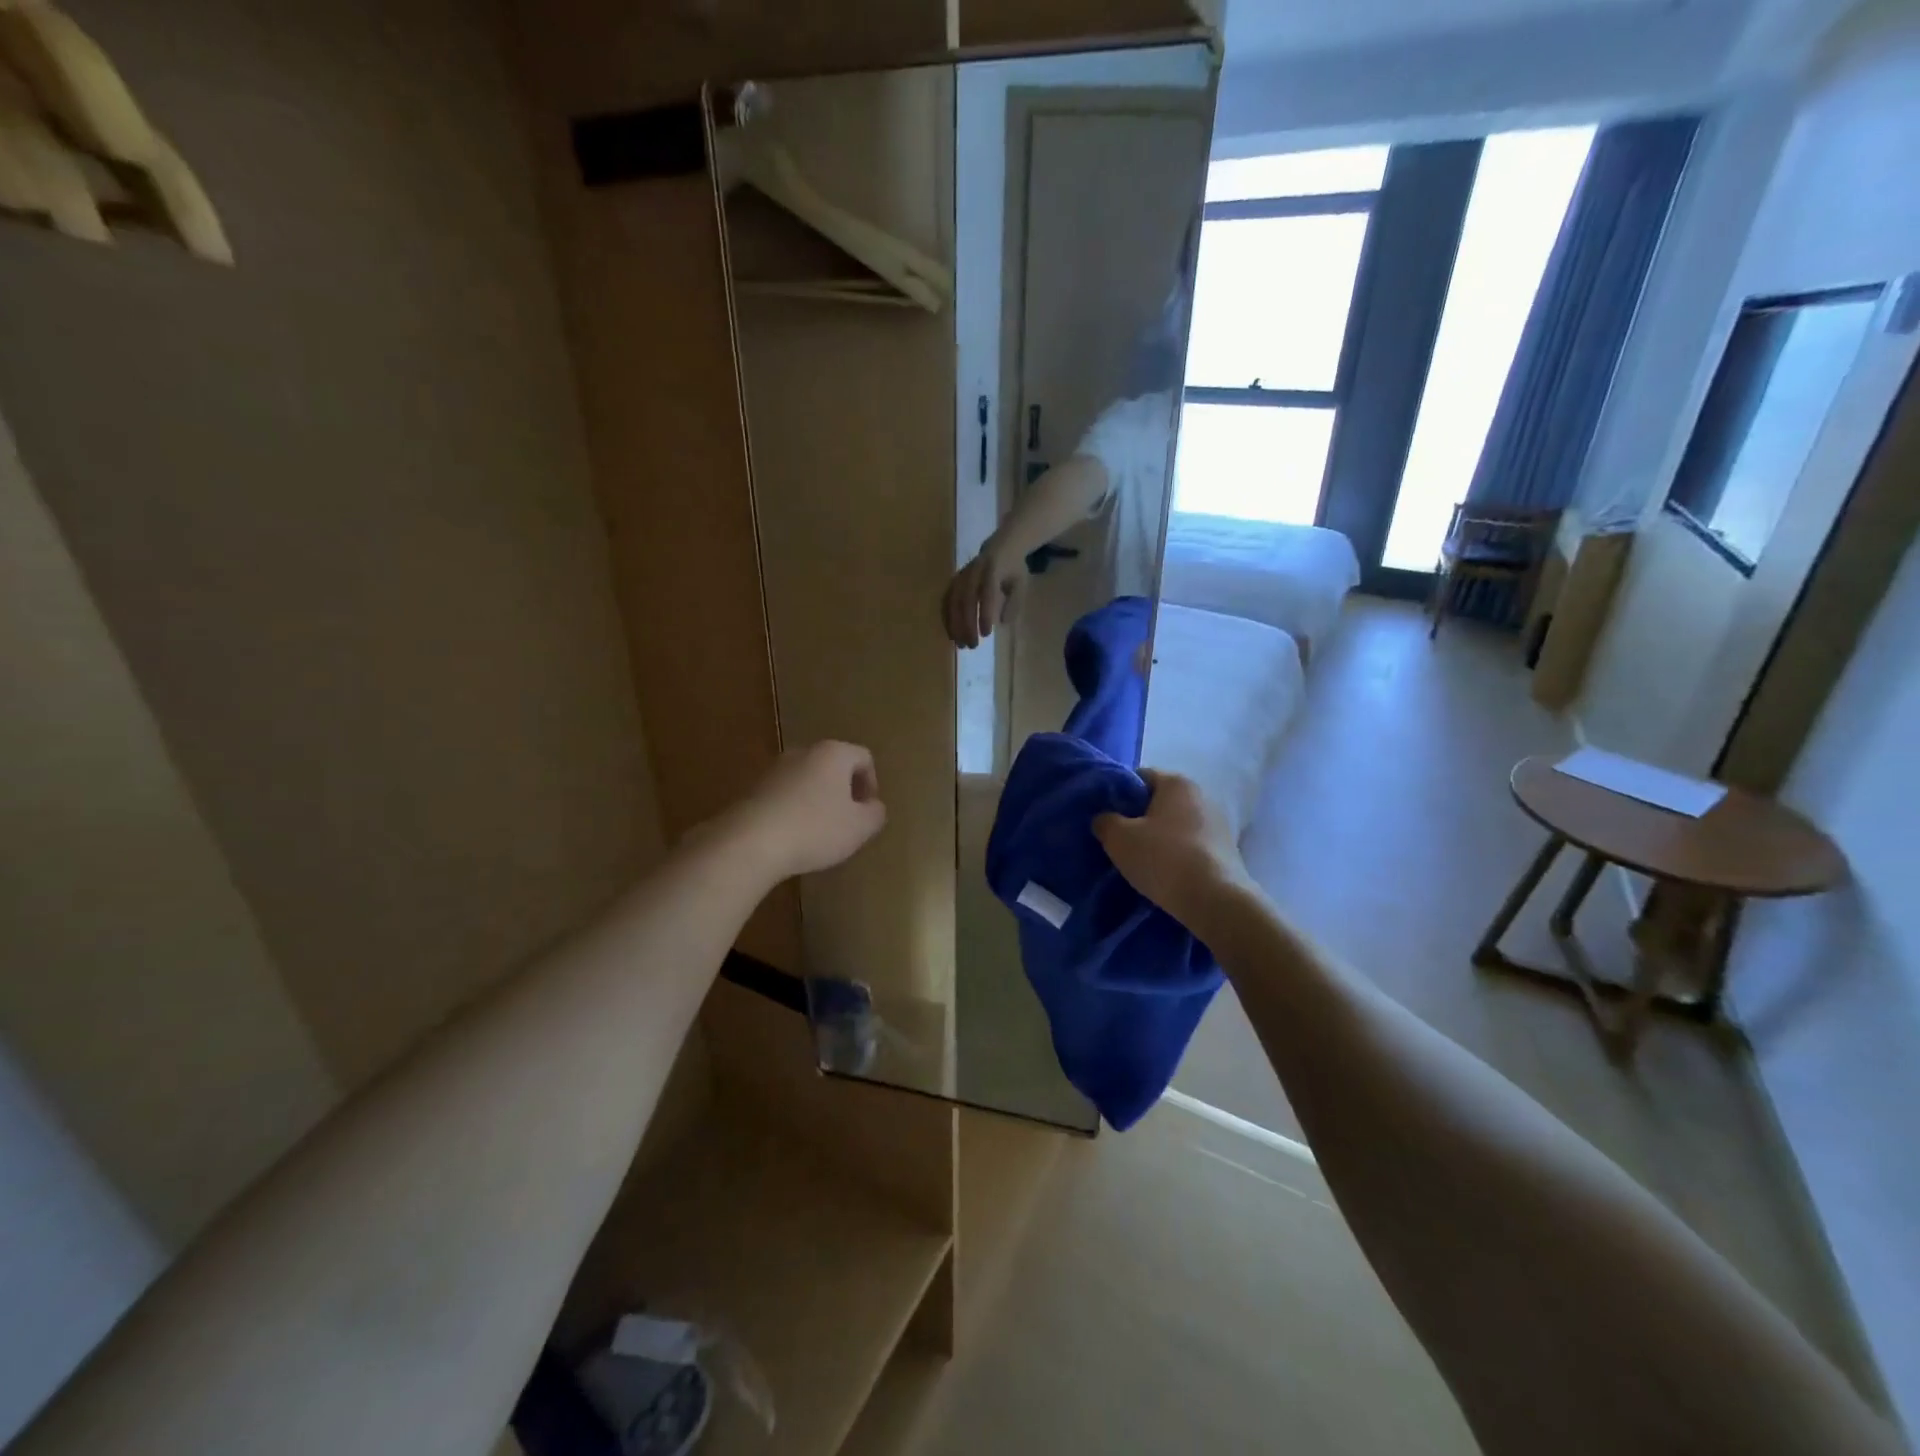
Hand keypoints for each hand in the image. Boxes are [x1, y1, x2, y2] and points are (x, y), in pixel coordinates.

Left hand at [726, 741, 886, 881]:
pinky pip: (785, 795)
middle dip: (843, 791)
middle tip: (847, 821)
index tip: (867, 811)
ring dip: (818, 801)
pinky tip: (793, 836)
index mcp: (833, 753)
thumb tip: (873, 807)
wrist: (750, 841)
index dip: (872, 784)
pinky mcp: (753, 789)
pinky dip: (794, 810)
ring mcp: (774, 769)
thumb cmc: (815, 828)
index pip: (864, 758)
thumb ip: (875, 814)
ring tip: (819, 832)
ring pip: (807, 780)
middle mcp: (803, 752)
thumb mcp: (860, 827)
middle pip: (833, 766)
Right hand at [943, 539, 1026, 648]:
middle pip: (966, 600)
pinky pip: (947, 601)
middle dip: (967, 624)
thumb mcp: (1021, 583)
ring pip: (953, 601)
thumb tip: (1003, 622)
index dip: (985, 614)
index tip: (986, 634)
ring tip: (960, 644)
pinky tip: (952, 634)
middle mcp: (974, 571)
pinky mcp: (955, 581)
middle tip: (973, 645)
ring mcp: (962, 575)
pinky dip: (948, 618)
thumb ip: (1014, 602)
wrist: (1001, 545)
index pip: (987, 593)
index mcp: (993, 569)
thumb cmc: (1013, 568)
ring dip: (955, 624)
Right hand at [1093, 771, 1253, 931]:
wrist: (1215, 900)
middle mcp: (1202, 795)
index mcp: (1177, 782)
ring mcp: (1219, 823)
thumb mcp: (1119, 838)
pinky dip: (1177, 854)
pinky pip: (1191, 844)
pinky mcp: (1228, 850)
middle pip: (1159, 801)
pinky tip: (1165, 873)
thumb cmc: (1163, 858)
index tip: (1108, 817)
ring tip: (1141, 861)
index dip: (1119, 794)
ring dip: (1159, 838)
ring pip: (1176, 825)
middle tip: (1120, 840)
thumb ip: (1105, 821)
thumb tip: (1104, 819)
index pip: (1140, 777)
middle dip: (1139, 818)